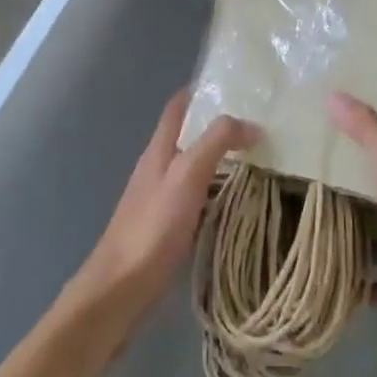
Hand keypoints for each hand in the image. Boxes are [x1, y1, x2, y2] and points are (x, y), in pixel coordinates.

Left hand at [74, 88, 254, 315]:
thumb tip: (251, 123)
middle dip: (217, 125)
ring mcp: (159, 199)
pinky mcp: (165, 229)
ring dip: (219, 159)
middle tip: (257, 123)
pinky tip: (235, 202)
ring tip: (256, 158)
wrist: (118, 292)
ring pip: (193, 167)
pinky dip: (215, 191)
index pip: (178, 106)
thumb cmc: (152, 227)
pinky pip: (195, 197)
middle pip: (187, 135)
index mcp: (159, 149)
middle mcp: (157, 168)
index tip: (234, 84)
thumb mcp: (188, 175)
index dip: (200, 90)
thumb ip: (217, 142)